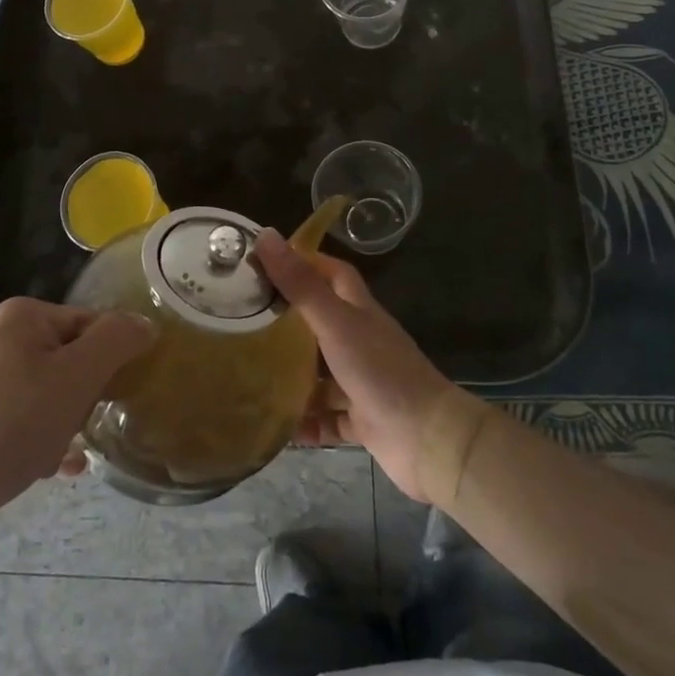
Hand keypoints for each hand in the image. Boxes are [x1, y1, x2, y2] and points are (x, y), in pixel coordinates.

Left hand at [0, 297, 155, 545]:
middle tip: (81, 426)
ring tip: (63, 453)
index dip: (109, 360)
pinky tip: (53, 466)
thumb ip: (116, 341)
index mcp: (22, 315)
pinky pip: (24, 417)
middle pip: (71, 358)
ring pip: (50, 392)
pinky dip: (42, 437)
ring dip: (65, 422)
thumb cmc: (9, 426)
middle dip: (84, 397)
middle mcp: (0, 337)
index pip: (91, 323)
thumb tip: (146, 323)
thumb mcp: (75, 378)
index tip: (115, 397)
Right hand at [255, 230, 471, 503]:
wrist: (428, 440)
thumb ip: (301, 284)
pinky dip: (305, 423)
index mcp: (358, 311)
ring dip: (291, 378)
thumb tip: (266, 235)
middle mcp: (360, 342)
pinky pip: (326, 418)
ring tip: (250, 377)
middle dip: (287, 323)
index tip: (267, 263)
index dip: (305, 263)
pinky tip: (278, 427)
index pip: (333, 274)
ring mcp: (361, 382)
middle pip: (320, 324)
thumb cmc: (380, 371)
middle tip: (245, 322)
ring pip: (320, 375)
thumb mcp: (335, 322)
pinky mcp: (361, 421)